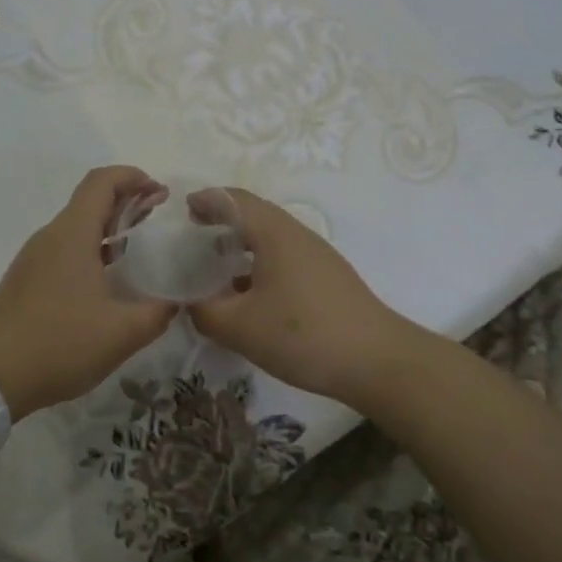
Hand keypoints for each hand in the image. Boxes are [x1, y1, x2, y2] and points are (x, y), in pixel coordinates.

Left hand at [0, 166, 177, 418]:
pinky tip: (107, 281)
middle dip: (126, 201)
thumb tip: (176, 303)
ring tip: (137, 248)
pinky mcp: (26, 279)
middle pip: (90, 201)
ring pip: (76, 227)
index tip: (159, 192)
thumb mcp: (121, 333)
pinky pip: (64, 250)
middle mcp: (51, 236)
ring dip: (108, 227)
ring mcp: (34, 258)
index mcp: (73, 234)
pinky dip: (91, 250)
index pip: (102, 181)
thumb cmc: (59, 343)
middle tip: (157, 217)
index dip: (133, 177)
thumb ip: (157, 314)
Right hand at [186, 187, 426, 408]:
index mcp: (274, 233)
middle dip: (223, 219)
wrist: (377, 361)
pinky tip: (249, 295)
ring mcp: (316, 256)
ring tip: (216, 264)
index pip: (235, 200)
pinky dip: (259, 264)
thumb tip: (190, 304)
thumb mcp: (240, 327)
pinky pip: (284, 258)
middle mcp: (297, 235)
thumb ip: (205, 312)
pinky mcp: (327, 279)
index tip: (184, 209)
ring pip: (271, 238)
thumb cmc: (303, 335)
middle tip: (195, 233)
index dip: (208, 200)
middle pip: (255, 214)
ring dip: (242, 244)